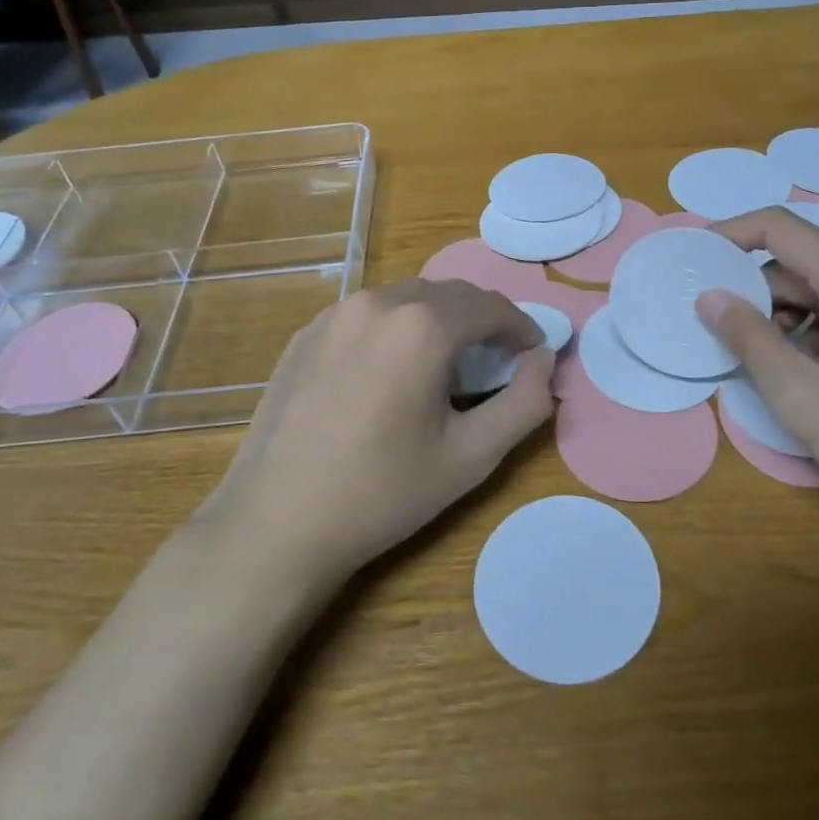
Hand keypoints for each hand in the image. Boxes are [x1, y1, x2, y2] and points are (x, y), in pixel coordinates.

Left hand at [200, 278, 555, 584]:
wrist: (275, 524)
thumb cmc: (382, 493)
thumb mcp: (471, 457)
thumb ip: (524, 403)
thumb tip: (543, 362)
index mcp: (422, 326)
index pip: (490, 306)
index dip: (521, 327)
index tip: (533, 354)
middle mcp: (378, 302)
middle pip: (449, 295)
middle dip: (482, 320)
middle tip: (497, 360)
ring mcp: (334, 314)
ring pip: (406, 299)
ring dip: (438, 320)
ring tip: (445, 365)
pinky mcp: (305, 334)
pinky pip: (367, 315)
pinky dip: (395, 329)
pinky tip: (390, 372)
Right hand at [695, 208, 818, 549]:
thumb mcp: (806, 401)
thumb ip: (750, 341)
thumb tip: (710, 298)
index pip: (782, 228)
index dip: (731, 235)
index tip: (694, 261)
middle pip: (805, 261)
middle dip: (756, 290)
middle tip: (719, 332)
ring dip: (787, 316)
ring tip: (765, 366)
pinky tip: (811, 377)